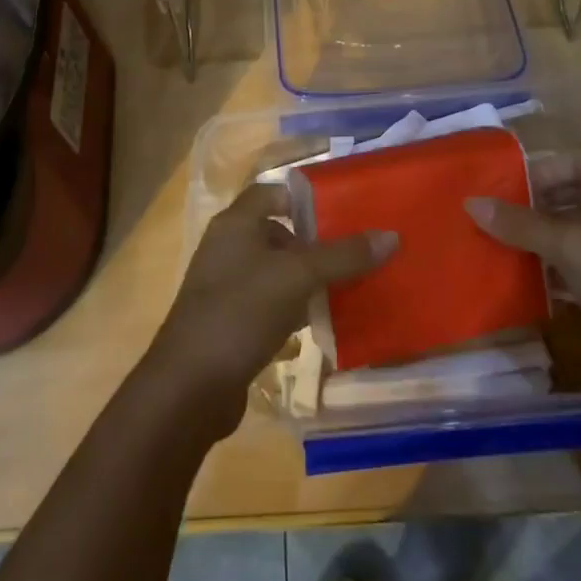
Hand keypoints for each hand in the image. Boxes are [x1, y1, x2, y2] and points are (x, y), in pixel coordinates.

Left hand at [143, 182, 396, 440]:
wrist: (189, 387)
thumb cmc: (240, 312)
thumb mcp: (296, 277)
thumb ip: (342, 256)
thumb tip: (391, 235)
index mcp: (235, 224)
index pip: (272, 192)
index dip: (305, 198)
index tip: (343, 211)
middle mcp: (228, 248)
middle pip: (278, 232)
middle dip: (315, 242)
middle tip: (356, 252)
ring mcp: (227, 287)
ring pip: (276, 271)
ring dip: (308, 278)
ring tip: (350, 286)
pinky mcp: (231, 323)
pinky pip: (271, 304)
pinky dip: (295, 308)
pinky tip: (324, 321)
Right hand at [465, 143, 580, 405]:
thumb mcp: (570, 246)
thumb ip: (520, 223)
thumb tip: (471, 203)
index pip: (577, 158)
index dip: (544, 167)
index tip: (508, 189)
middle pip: (569, 194)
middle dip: (531, 204)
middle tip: (492, 219)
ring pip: (568, 233)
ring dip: (535, 239)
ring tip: (496, 249)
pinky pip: (573, 268)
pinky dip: (548, 271)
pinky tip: (521, 284)